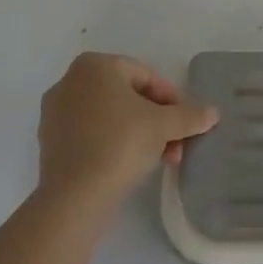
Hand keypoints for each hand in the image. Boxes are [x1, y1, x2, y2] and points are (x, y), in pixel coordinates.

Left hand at [36, 53, 216, 213]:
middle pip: (128, 96)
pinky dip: (113, 144)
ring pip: (110, 116)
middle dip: (156, 120)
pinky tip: (130, 167)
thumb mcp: (164, 126)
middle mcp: (70, 81)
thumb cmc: (120, 144)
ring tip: (159, 159)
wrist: (74, 198)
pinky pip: (91, 134)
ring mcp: (55, 113)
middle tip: (175, 144)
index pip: (146, 76)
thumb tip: (213, 112)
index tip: (185, 124)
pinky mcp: (49, 143)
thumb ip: (189, 115)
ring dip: (139, 134)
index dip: (172, 99)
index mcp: (94, 65)